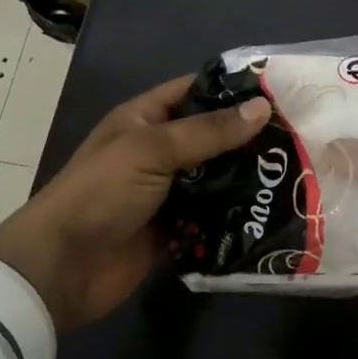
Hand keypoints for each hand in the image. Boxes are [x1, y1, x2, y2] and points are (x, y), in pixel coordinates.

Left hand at [0, 77, 270, 332]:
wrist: (60, 269)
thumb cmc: (101, 192)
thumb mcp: (153, 150)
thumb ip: (208, 131)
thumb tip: (262, 108)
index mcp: (145, 120)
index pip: (194, 91)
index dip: (231, 89)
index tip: (278, 92)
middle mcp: (158, 151)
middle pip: (210, 137)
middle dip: (247, 138)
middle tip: (297, 137)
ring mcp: (166, 193)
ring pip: (214, 178)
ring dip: (244, 179)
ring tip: (293, 175)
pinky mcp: (173, 230)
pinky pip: (210, 218)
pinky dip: (233, 216)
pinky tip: (269, 214)